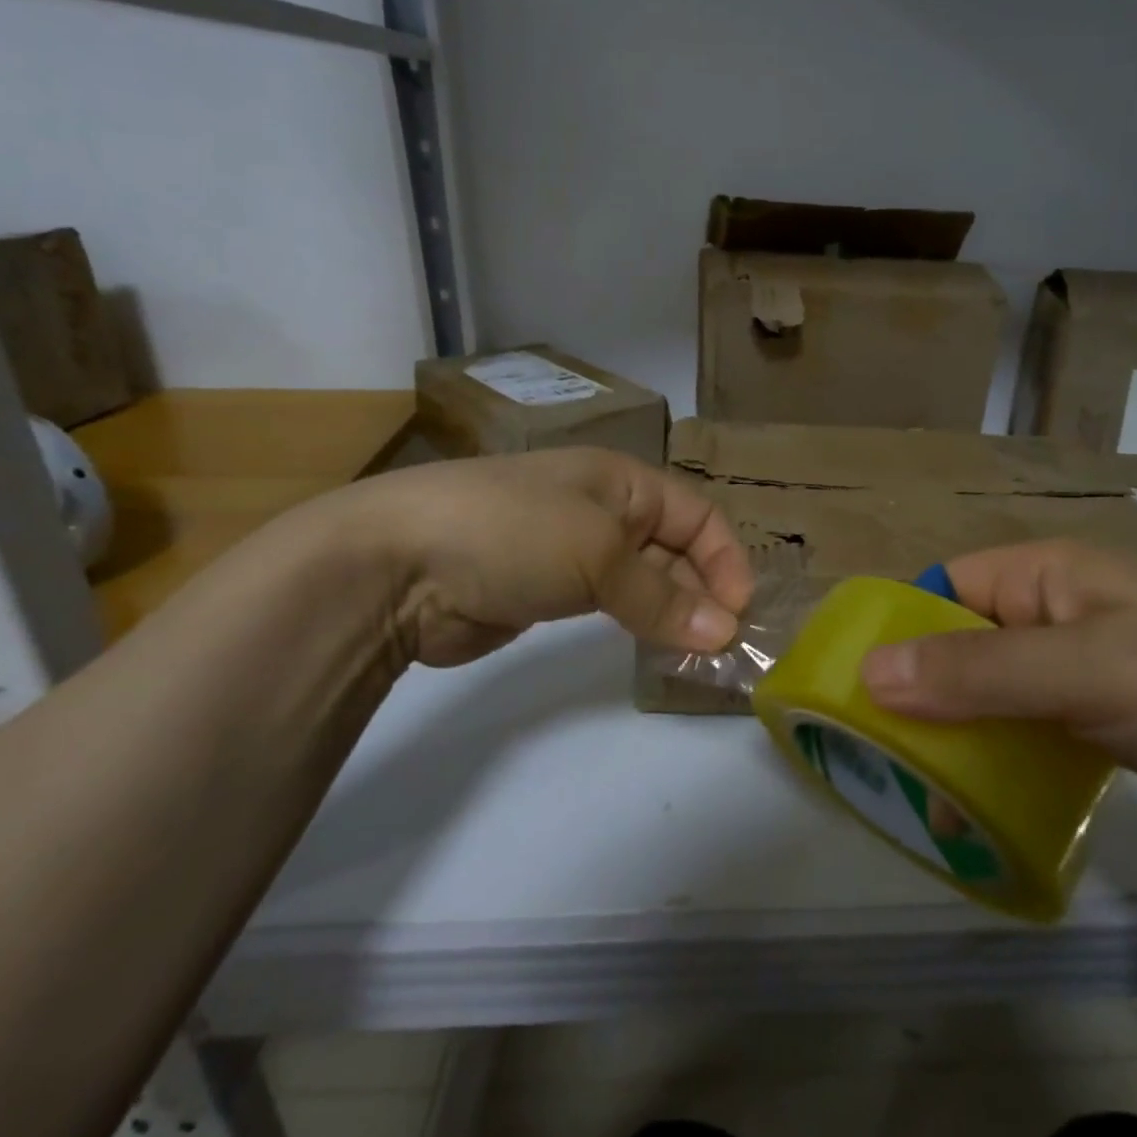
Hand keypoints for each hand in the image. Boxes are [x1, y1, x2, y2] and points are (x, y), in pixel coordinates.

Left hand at [322, 447, 753, 668]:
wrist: (398, 563)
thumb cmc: (513, 532)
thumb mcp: (597, 554)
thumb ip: (662, 597)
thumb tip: (724, 634)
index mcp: (620, 480)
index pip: (696, 514)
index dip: (724, 558)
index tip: (738, 612)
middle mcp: (602, 509)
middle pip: (674, 548)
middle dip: (703, 591)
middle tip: (722, 647)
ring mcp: (571, 551)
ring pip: (642, 580)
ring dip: (673, 612)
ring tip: (695, 656)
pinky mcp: (545, 591)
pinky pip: (609, 605)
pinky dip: (636, 625)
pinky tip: (652, 651)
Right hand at [859, 540, 1136, 860]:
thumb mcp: (1089, 671)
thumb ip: (977, 670)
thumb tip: (868, 672)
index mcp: (1048, 575)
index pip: (945, 587)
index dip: (899, 629)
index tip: (854, 688)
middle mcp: (1057, 614)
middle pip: (961, 644)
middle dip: (920, 692)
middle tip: (878, 753)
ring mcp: (1081, 672)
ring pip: (990, 693)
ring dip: (955, 734)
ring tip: (916, 790)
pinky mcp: (1101, 725)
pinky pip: (1025, 732)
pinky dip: (996, 759)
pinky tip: (973, 803)